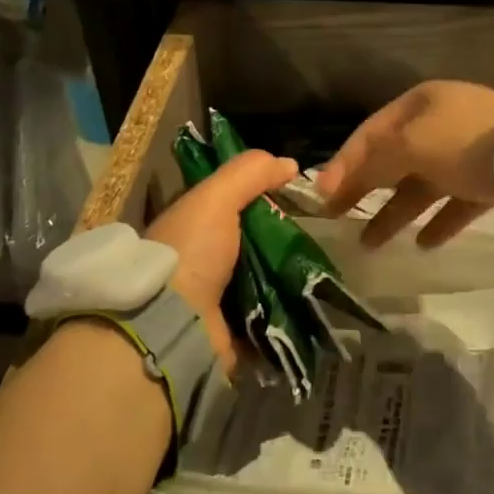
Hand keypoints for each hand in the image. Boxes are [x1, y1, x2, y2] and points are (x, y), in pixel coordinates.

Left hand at [144, 148, 298, 374]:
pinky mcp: (232, 330)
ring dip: (286, 271)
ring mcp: (214, 297)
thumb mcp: (216, 198)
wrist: (175, 324)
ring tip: (318, 263)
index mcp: (189, 225)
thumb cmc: (191, 252)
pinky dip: (286, 306)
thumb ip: (249, 173)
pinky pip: (267, 313)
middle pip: (250, 239)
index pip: (228, 201)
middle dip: (279, 235)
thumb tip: (290, 163)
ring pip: (262, 275)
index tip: (293, 191)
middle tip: (313, 230)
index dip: (260, 193)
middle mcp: (199, 259)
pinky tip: (311, 294)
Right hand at [316, 80, 493, 247]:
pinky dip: (438, 221)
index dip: (344, 162)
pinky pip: (456, 203)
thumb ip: (373, 160)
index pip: (370, 132)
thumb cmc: (466, 144)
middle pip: (394, 158)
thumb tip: (338, 177)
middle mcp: (442, 124)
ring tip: (370, 244)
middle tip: (337, 217)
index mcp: (421, 104)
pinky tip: (423, 244)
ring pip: (422, 184)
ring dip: (395, 212)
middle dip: (365, 188)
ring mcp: (469, 152)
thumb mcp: (412, 145)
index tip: (322, 195)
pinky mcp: (492, 179)